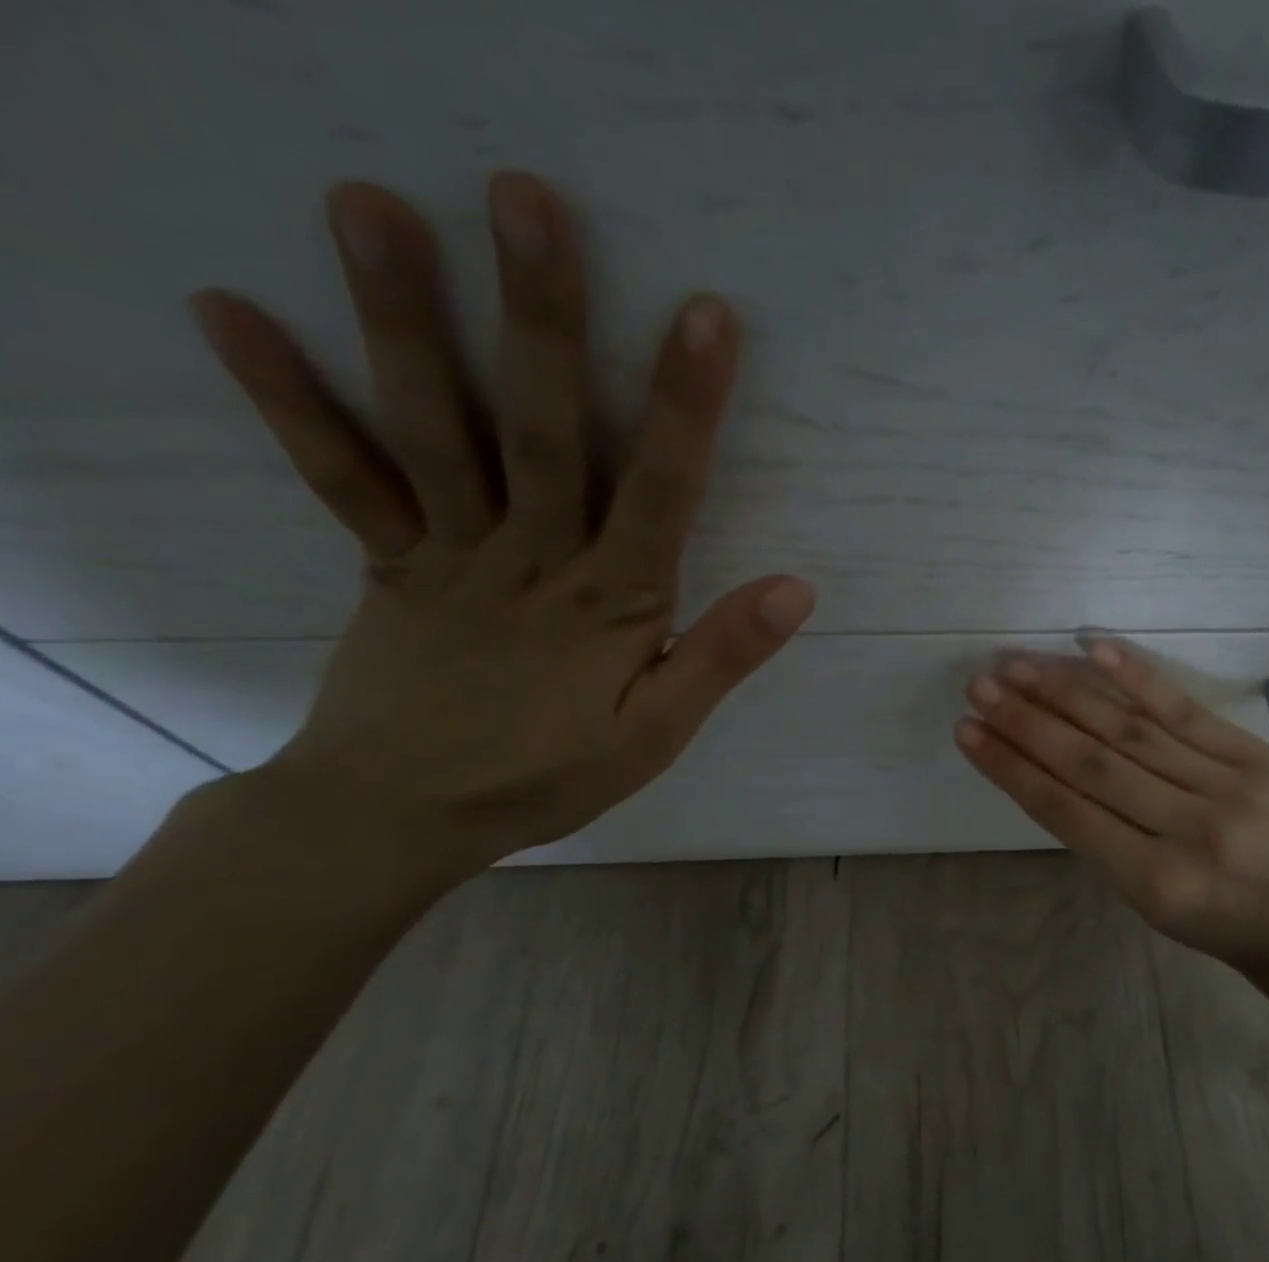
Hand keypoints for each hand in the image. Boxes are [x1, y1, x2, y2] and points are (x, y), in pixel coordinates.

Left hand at [189, 172, 811, 870]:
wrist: (403, 817)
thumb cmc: (547, 775)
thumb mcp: (656, 734)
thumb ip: (721, 656)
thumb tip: (796, 588)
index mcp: (611, 602)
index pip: (660, 491)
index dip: (685, 406)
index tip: (705, 315)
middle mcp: (531, 558)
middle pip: (540, 430)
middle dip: (541, 317)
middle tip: (526, 199)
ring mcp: (449, 551)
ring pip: (435, 431)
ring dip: (404, 320)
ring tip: (371, 206)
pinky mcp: (388, 562)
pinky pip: (343, 479)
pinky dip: (290, 401)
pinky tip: (234, 312)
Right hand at [956, 640, 1268, 974]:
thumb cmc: (1208, 918)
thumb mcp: (1141, 897)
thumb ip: (1094, 834)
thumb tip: (1035, 762)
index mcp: (1154, 880)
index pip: (1065, 810)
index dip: (1010, 767)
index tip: (966, 731)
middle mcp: (1190, 830)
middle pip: (1091, 763)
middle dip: (1027, 722)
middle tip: (980, 687)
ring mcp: (1226, 786)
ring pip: (1129, 731)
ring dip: (1065, 693)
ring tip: (1017, 666)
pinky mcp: (1253, 755)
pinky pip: (1184, 710)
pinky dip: (1136, 677)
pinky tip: (1094, 648)